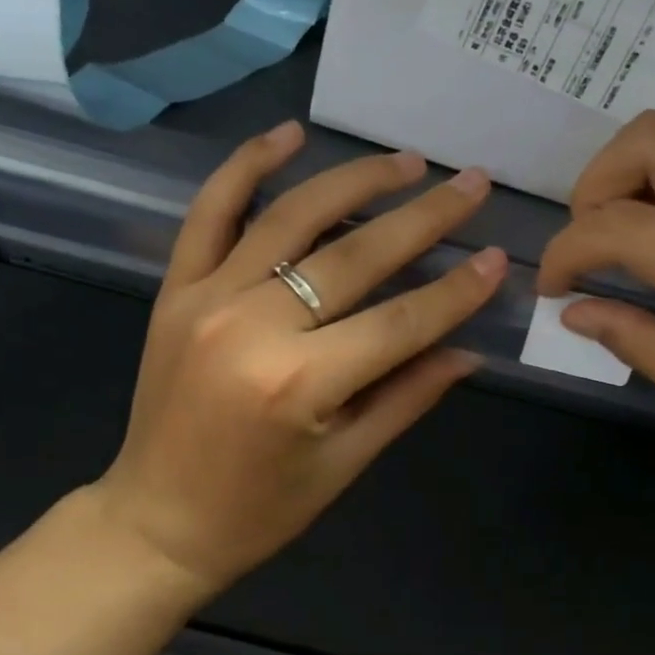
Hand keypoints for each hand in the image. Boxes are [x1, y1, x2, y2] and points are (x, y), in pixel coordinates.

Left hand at [92, 121, 505, 597]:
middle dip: (423, 218)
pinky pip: (210, 212)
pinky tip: (289, 134)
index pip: (400, 321)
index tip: (498, 257)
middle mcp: (253, 327)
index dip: (456, 290)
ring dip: (355, 181)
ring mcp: (207, 298)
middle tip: (470, 185)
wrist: (157, 521)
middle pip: (355, 257)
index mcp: (301, 384)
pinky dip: (247, 167)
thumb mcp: (344, 463)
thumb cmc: (259, 510)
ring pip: (292, 218)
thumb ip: (408, 396)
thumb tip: (470, 348)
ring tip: (408, 162)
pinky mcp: (175, 289)